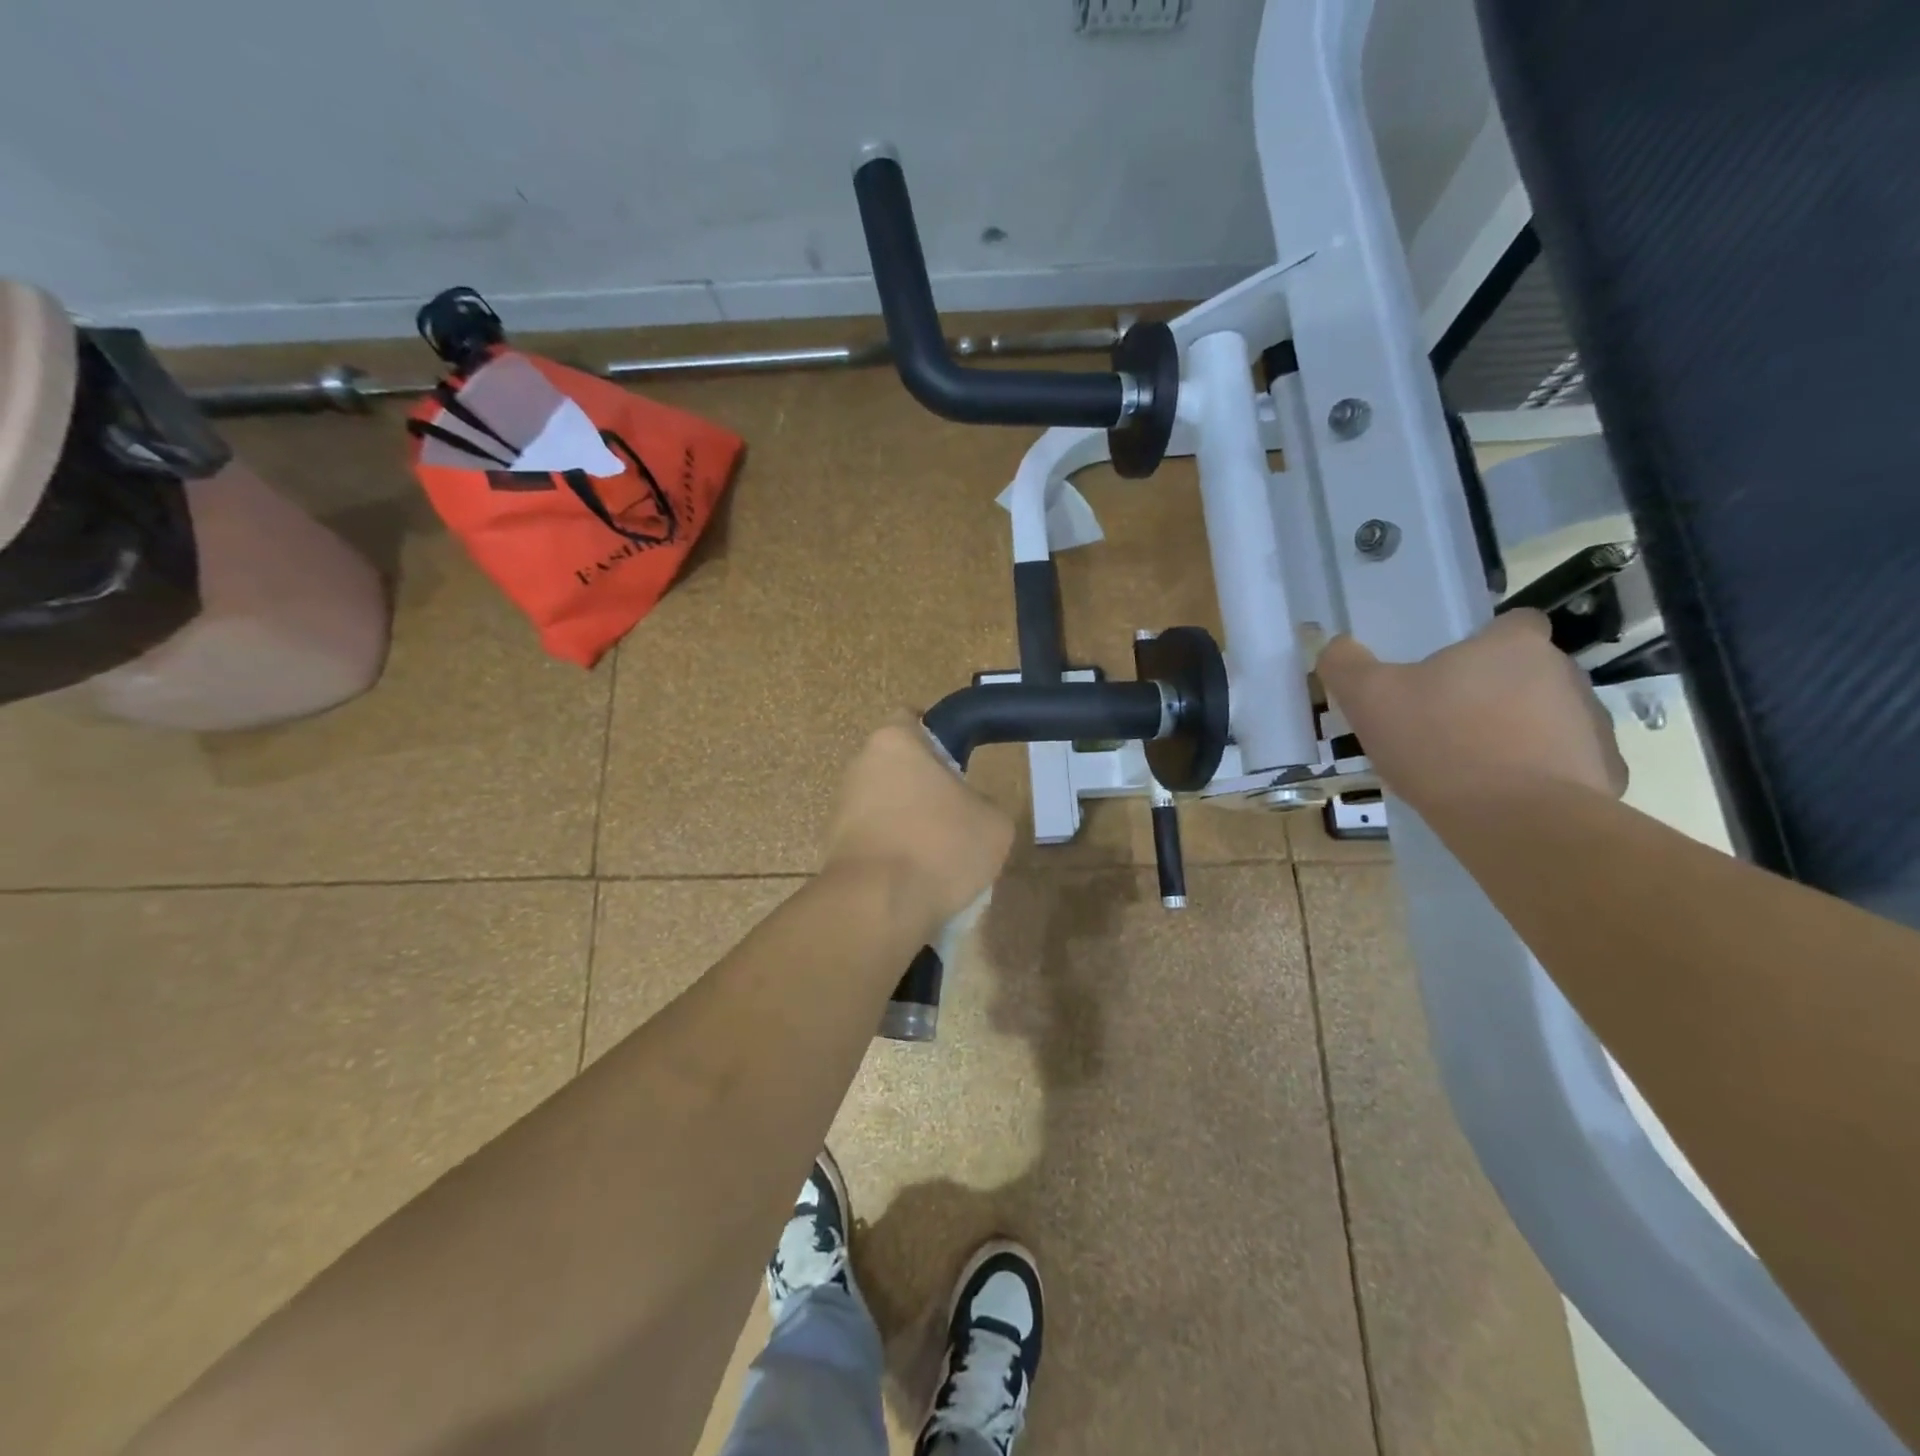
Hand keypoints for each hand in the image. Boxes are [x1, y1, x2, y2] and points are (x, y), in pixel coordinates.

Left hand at [824, 713, 1014, 930]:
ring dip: (909, 824)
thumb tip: (969, 814)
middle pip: (900, 768)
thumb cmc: (941, 847)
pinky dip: (892, 854)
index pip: (913, 719)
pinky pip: (874, 841)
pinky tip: (914, 881)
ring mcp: (841, 807)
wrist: (878, 906)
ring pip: (886, 807)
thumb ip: (983, 804)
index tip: (958, 767)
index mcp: (894, 742)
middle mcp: (860, 765)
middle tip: (957, 818)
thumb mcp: (995, 823)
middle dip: (925, 789)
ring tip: (939, 860)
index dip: (938, 738)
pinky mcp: (832, 846)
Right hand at [1317, 610, 1627, 807]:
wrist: (1515, 820)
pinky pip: (1565, 764)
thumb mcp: (1368, 698)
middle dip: (1494, 692)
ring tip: (1472, 767)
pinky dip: (1539, 774)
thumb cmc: (1439, 743)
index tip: (1453, 672)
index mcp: (1513, 646)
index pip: (1514, 623)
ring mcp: (1591, 724)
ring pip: (1547, 717)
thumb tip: (1336, 646)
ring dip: (1518, 732)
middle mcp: (1564, 673)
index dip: (1485, 642)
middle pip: (1528, 672)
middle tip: (1447, 724)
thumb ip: (1346, 665)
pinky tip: (1502, 797)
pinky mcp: (1604, 772)